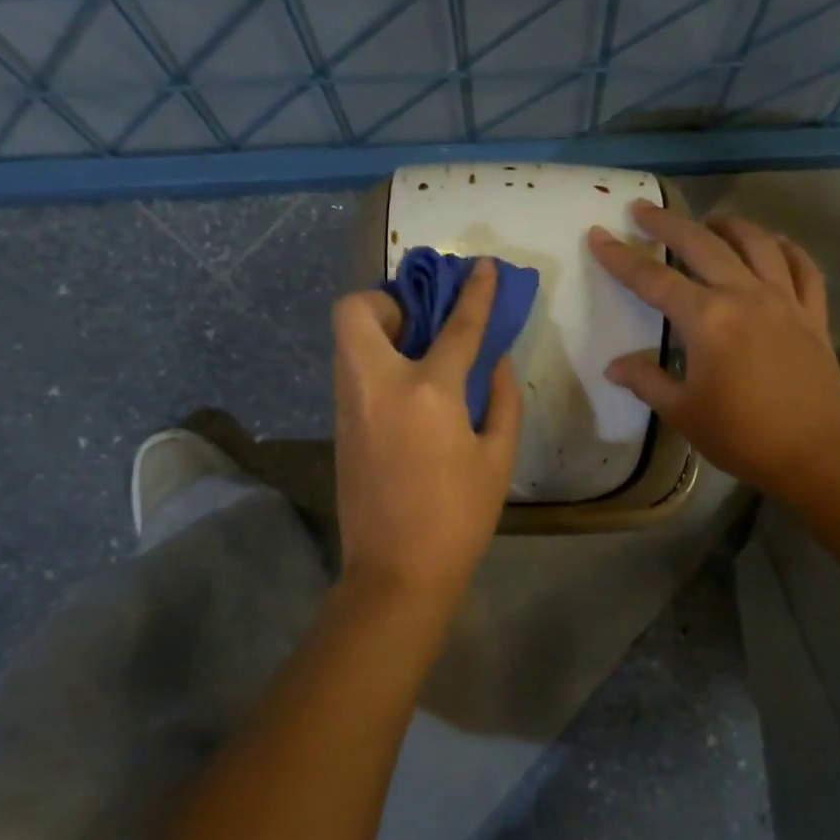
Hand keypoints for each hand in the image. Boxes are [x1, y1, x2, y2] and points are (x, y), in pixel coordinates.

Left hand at [331, 259, 520, 608]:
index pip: (456, 325)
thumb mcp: (498, 458)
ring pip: (346, 340)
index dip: (476, 292)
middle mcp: (378, 385)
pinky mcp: (339, 426)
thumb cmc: (459, 518)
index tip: (485, 267)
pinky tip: (406, 391)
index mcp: (428, 392)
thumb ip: (500, 398)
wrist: (396, 572)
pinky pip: (351, 372)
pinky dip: (375, 362)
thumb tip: (494, 360)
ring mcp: (349, 405)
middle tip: (421, 324)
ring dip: (378, 330)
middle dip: (387, 300)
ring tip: (417, 354)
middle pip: (356, 310)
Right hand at [588, 201, 839, 496]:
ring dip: (728, 225)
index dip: (620, 257)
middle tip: (643, 208)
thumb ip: (647, 381)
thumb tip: (615, 366)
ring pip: (756, 243)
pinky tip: (774, 245)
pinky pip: (803, 267)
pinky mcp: (814, 314)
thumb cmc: (742, 436)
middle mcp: (745, 295)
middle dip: (668, 223)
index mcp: (707, 319)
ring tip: (709, 221)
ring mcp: (785, 300)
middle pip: (702, 244)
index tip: (599, 234)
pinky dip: (786, 249)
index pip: (653, 279)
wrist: (817, 455)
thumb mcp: (683, 412)